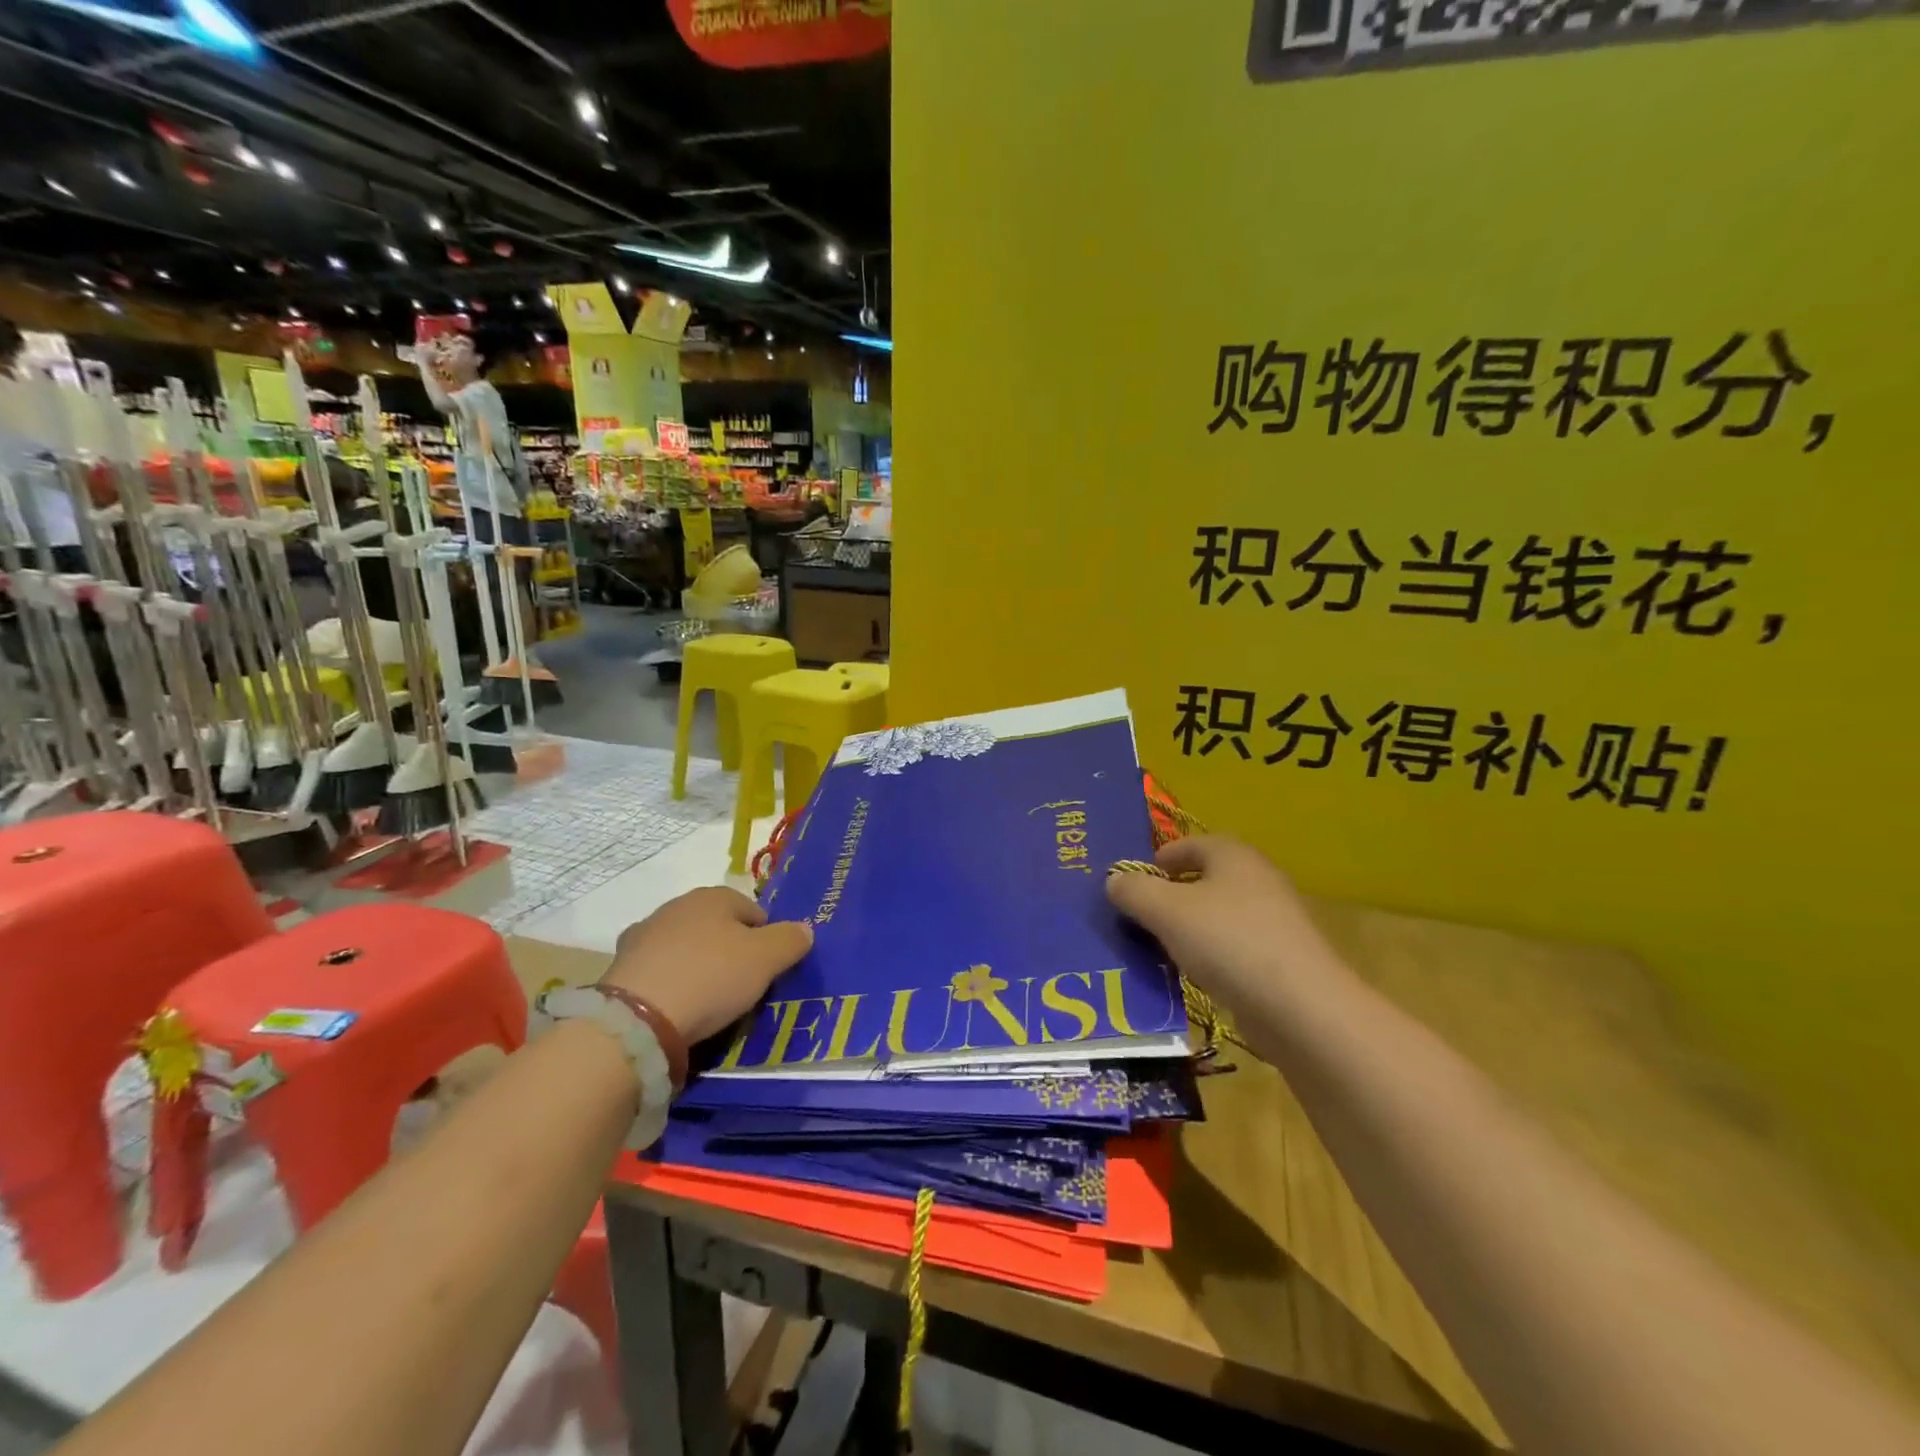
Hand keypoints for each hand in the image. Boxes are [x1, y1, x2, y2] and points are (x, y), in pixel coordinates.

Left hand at [601, 887, 810, 1045]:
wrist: (637, 1019)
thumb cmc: (711, 977)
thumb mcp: (766, 959)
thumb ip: (790, 940)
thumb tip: (803, 930)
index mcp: (714, 896)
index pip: (754, 912)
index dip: (766, 940)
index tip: (768, 971)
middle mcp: (677, 906)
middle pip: (718, 928)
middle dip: (730, 952)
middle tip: (741, 987)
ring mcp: (644, 935)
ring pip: (686, 948)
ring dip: (698, 966)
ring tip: (707, 1002)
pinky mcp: (620, 967)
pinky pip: (660, 972)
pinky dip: (670, 984)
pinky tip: (676, 1008)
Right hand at [1105, 836, 1349, 1019]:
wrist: (1301, 1008)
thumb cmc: (1228, 942)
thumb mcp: (1165, 910)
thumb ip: (1133, 890)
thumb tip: (1114, 881)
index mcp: (1232, 855)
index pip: (1186, 844)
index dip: (1154, 861)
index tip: (1130, 887)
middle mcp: (1256, 878)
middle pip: (1201, 880)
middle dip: (1167, 898)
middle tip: (1138, 920)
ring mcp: (1273, 920)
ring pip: (1216, 916)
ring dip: (1186, 930)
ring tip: (1158, 952)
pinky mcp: (1281, 958)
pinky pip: (1232, 948)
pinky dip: (1210, 957)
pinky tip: (1194, 978)